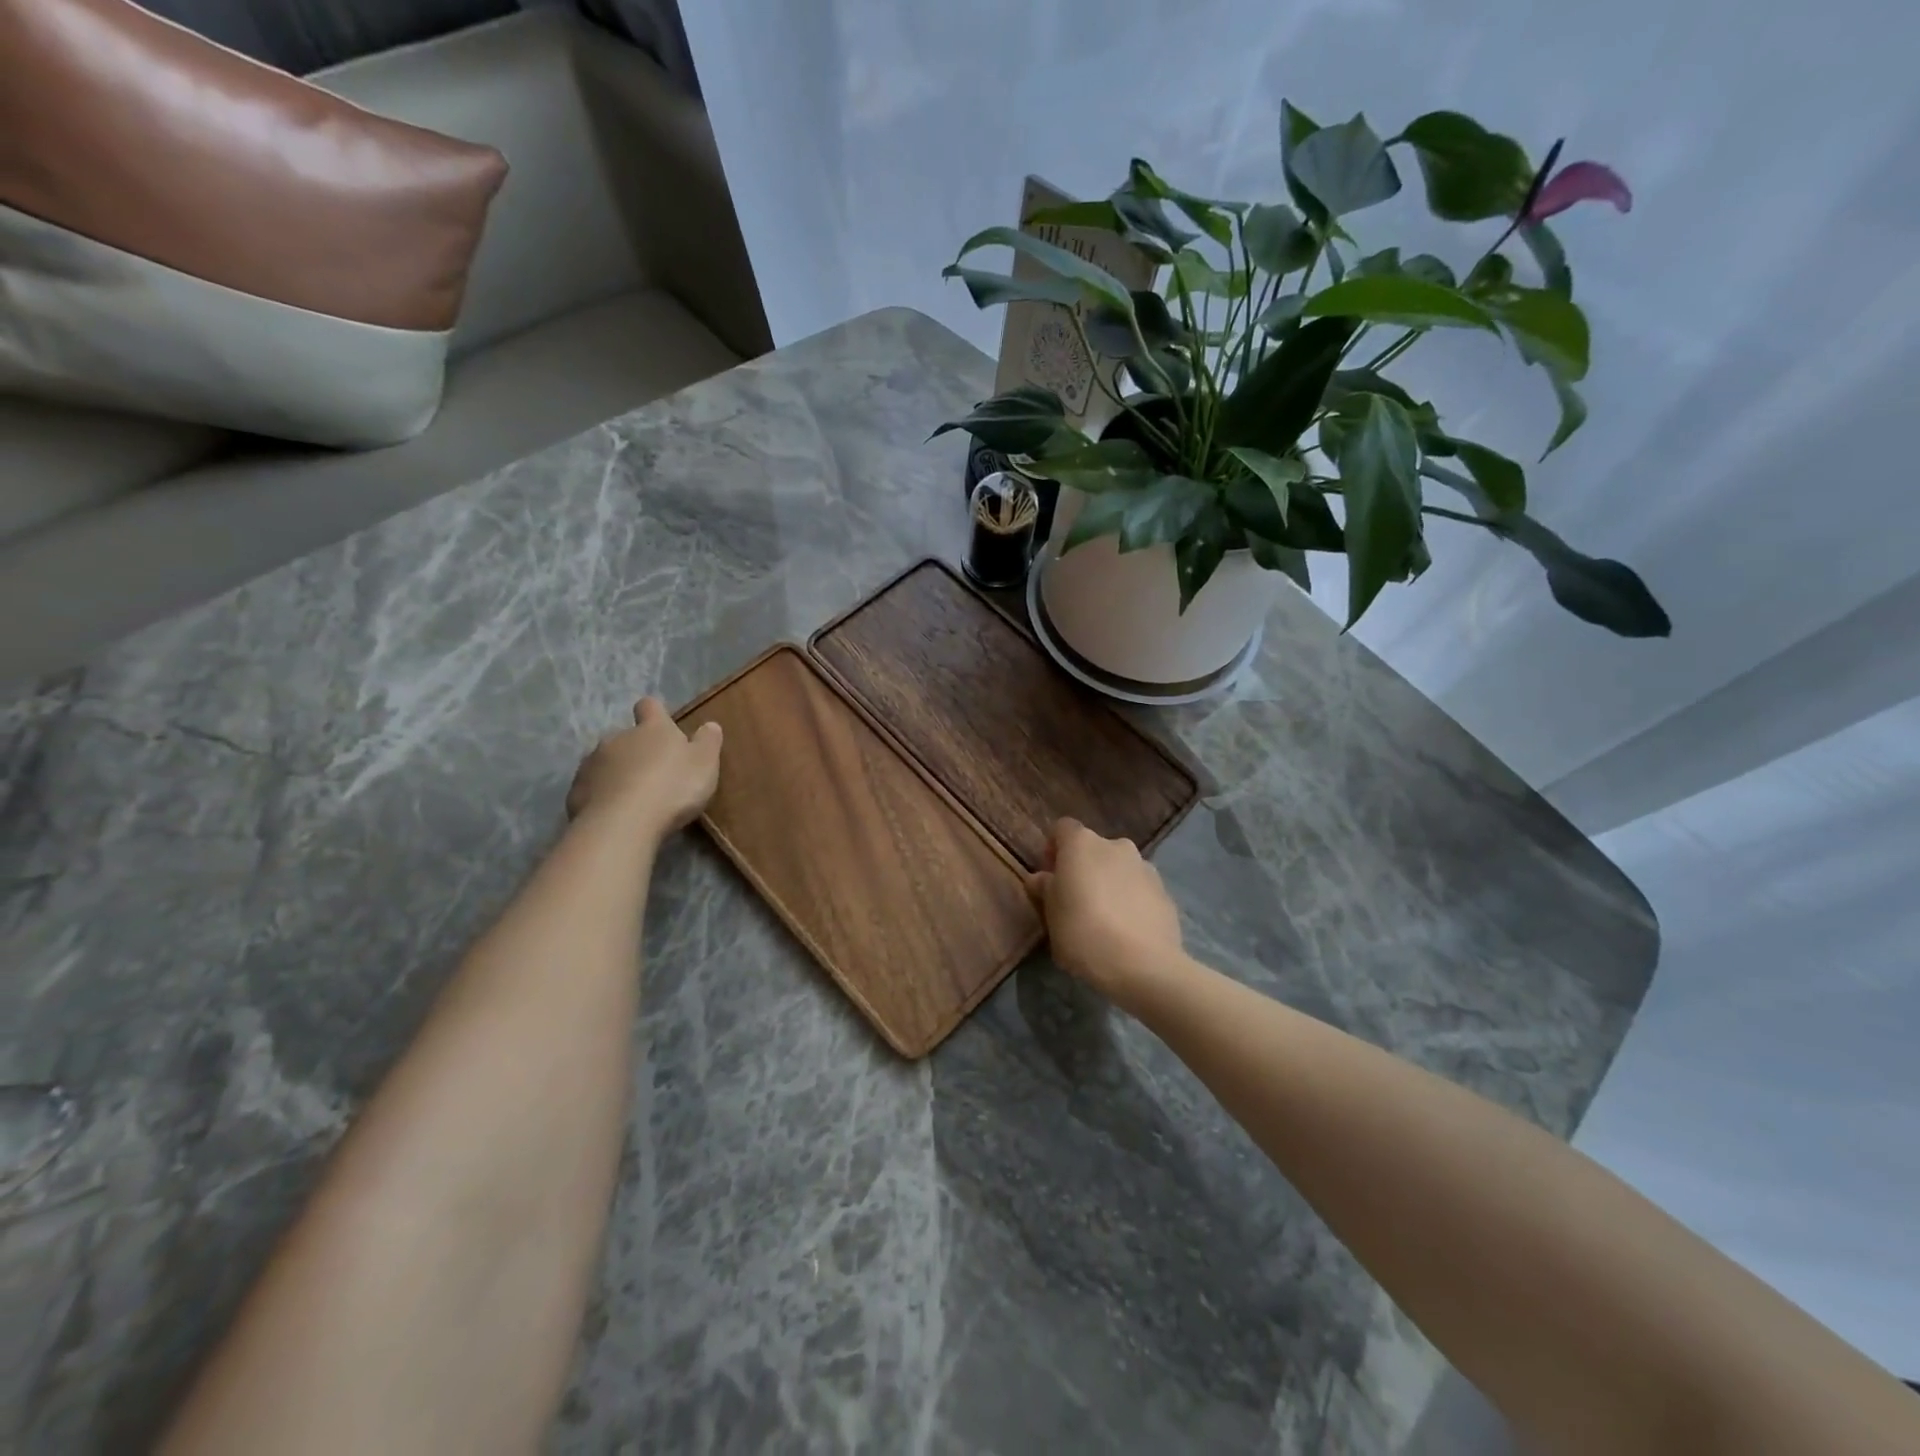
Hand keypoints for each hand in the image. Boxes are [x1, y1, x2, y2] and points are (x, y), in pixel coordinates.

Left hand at [566, 698, 721, 839]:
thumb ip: (708, 742)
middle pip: (627, 737)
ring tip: (634, 798)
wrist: (622, 824)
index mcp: (652, 729)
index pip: (650, 707)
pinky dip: (603, 796)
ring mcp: (592, 763)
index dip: (656, 714)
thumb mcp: (705, 764)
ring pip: (606, 762)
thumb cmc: (672, 788)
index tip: (663, 726)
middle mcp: (617, 738)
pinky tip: (615, 815)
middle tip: (655, 775)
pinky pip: (592, 788)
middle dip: (638, 751)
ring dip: (618, 773)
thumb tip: (710, 725)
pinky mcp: (576, 790)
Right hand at [1026, 817, 1184, 1003]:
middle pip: (1093, 849)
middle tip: (1075, 901)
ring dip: (1110, 883)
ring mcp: (1145, 867)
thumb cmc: (1084, 933)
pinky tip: (1127, 931)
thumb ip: (1045, 890)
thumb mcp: (1051, 915)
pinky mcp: (1165, 892)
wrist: (1144, 965)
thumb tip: (1041, 878)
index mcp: (1082, 844)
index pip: (1062, 829)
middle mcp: (1116, 846)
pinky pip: (1140, 889)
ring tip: (1104, 919)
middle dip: (1084, 868)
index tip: (1050, 876)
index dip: (1054, 849)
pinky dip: (1131, 901)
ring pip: (1119, 868)